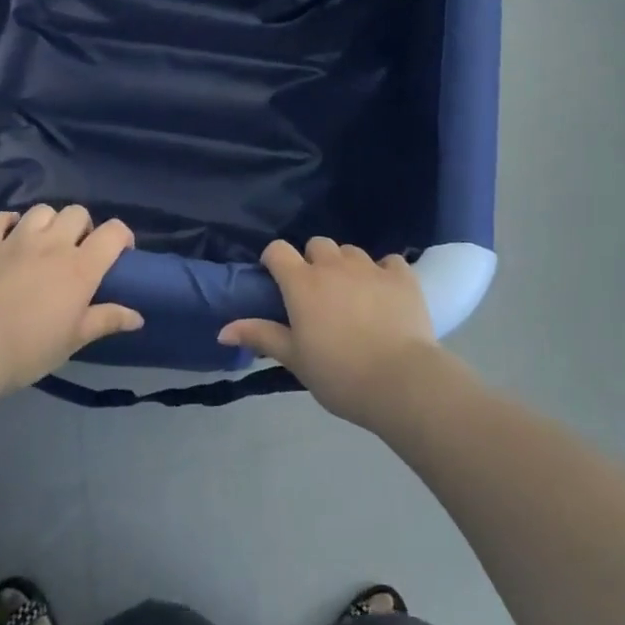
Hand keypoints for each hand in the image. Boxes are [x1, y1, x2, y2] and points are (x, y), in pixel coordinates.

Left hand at [0, 205, 142, 393]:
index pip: (113, 232)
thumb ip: (106, 320)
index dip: (122, 236)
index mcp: (81, 267)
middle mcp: (52, 244)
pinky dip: (9, 222)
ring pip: (42, 210)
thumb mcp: (74, 339)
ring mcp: (16, 240)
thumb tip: (138, 317)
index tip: (121, 252)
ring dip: (49, 222)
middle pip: (77, 213)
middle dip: (83, 227)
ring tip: (45, 243)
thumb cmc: (28, 348)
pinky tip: (10, 236)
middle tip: (78, 251)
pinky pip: (0, 218)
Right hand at [219, 237, 443, 427]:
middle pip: (317, 244)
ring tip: (352, 295)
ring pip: (351, 251)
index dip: (274, 260)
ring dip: (346, 266)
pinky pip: (388, 261)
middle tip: (317, 293)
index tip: (277, 280)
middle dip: (313, 261)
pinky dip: (383, 273)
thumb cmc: (339, 374)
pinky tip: (385, 294)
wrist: (399, 380)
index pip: (278, 250)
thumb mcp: (295, 359)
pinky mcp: (402, 276)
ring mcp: (370, 267)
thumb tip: (222, 330)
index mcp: (302, 283)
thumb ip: (261, 336)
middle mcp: (334, 266)